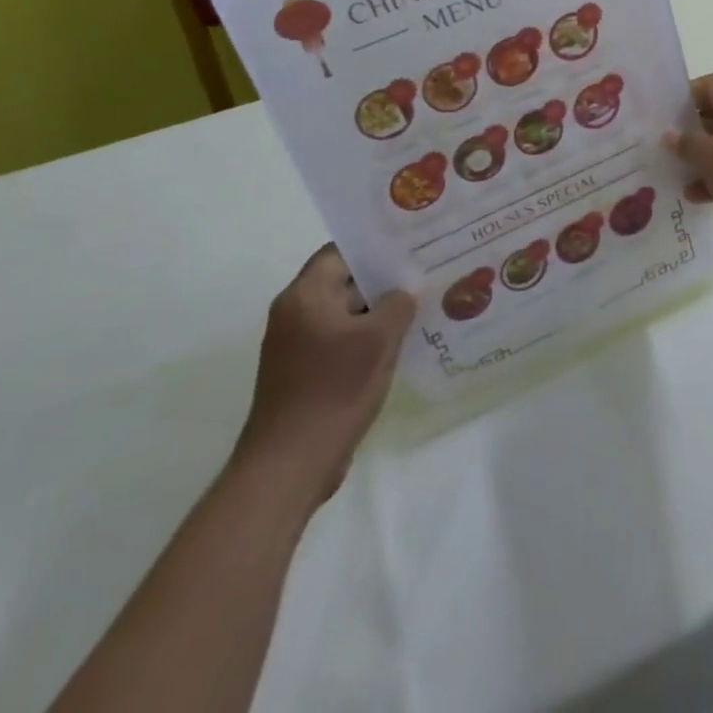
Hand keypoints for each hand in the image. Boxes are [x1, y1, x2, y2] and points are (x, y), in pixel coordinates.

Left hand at [231, 245, 414, 507]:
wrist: (289, 466)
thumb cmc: (333, 390)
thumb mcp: (379, 340)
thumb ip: (398, 304)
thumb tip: (403, 294)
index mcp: (305, 295)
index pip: (341, 251)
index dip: (376, 246)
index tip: (411, 246)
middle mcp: (294, 313)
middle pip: (343, 281)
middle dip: (382, 279)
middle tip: (423, 274)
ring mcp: (295, 345)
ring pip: (344, 313)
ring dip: (376, 312)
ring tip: (419, 307)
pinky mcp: (301, 373)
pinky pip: (338, 341)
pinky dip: (364, 339)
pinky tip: (397, 346)